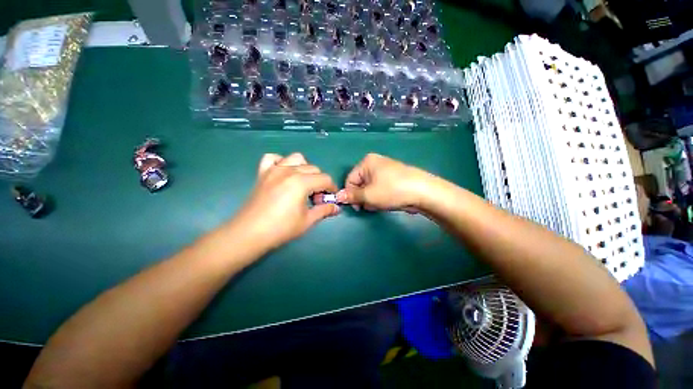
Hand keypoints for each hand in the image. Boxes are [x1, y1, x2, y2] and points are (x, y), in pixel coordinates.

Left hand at [234, 153, 339, 249]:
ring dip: (305, 169)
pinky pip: (274, 158)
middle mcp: (289, 171)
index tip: (330, 198)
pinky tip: (284, 173)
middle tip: (316, 198)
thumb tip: (337, 208)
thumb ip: (324, 210)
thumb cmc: (281, 228)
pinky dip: (282, 162)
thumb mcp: (307, 221)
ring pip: (297, 159)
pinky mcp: (263, 172)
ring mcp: (274, 169)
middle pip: (314, 169)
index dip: (331, 188)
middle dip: (320, 182)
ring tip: (303, 184)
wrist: (249, 233)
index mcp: (302, 182)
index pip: (325, 179)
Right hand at [336, 153, 434, 211]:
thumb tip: (338, 197)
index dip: (350, 194)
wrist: (422, 192)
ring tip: (380, 204)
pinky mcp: (394, 178)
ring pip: (370, 187)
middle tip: (369, 205)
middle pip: (360, 183)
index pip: (350, 179)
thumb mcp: (368, 195)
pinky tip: (386, 202)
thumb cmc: (391, 190)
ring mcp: (386, 170)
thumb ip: (351, 196)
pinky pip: (380, 188)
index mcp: (366, 162)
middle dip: (362, 197)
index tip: (356, 207)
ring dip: (371, 198)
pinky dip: (380, 196)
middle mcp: (375, 163)